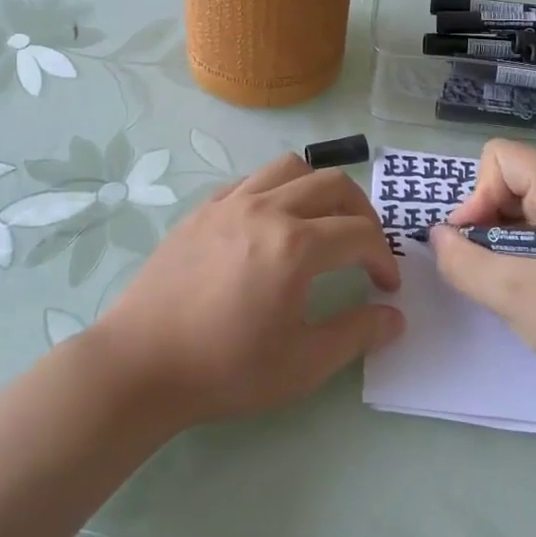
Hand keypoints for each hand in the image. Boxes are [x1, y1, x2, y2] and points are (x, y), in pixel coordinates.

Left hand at [93, 153, 403, 428]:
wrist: (141, 364)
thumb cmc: (225, 368)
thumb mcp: (302, 364)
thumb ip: (356, 334)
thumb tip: (395, 317)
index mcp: (296, 245)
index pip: (361, 234)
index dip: (383, 258)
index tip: (386, 287)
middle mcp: (267, 209)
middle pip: (333, 184)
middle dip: (363, 212)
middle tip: (365, 247)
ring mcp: (231, 203)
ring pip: (291, 167)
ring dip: (320, 188)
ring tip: (323, 221)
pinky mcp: (203, 209)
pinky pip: (252, 180)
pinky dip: (277, 190)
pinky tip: (272, 223)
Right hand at [429, 140, 535, 395]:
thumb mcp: (511, 290)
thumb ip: (461, 259)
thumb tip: (438, 238)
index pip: (499, 158)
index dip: (478, 197)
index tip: (479, 244)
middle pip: (510, 183)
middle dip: (488, 224)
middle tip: (491, 271)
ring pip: (524, 212)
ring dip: (506, 246)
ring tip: (511, 287)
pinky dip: (527, 257)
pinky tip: (534, 292)